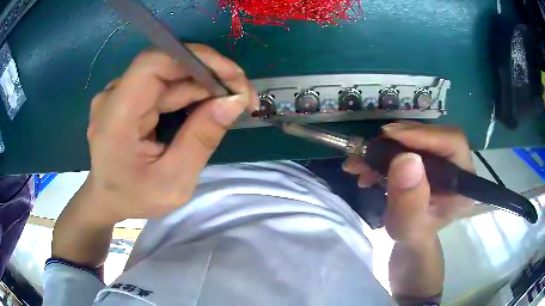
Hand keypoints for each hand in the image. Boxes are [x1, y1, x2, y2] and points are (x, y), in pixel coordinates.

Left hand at [84, 44, 257, 223]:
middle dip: (210, 76)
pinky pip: (163, 85)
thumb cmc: (135, 197)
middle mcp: (113, 96)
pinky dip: (189, 93)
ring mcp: (119, 93)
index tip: (232, 76)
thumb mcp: (173, 181)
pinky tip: (206, 107)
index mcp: (115, 117)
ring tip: (230, 104)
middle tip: (243, 96)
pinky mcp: (127, 96)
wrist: (106, 198)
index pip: (153, 64)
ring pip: (168, 76)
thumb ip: (201, 140)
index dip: (196, 59)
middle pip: (166, 67)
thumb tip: (234, 101)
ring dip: (203, 86)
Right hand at [343, 122, 474, 240]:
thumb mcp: (408, 226)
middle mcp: (456, 164)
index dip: (424, 134)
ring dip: (385, 146)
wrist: (410, 235)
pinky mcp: (428, 157)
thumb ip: (410, 201)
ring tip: (361, 163)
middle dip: (397, 140)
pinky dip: (384, 152)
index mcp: (463, 182)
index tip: (390, 135)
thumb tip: (405, 158)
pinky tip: (367, 167)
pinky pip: (407, 143)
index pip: (453, 142)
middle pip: (432, 135)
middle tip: (370, 150)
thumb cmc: (412, 235)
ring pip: (417, 137)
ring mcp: (442, 158)